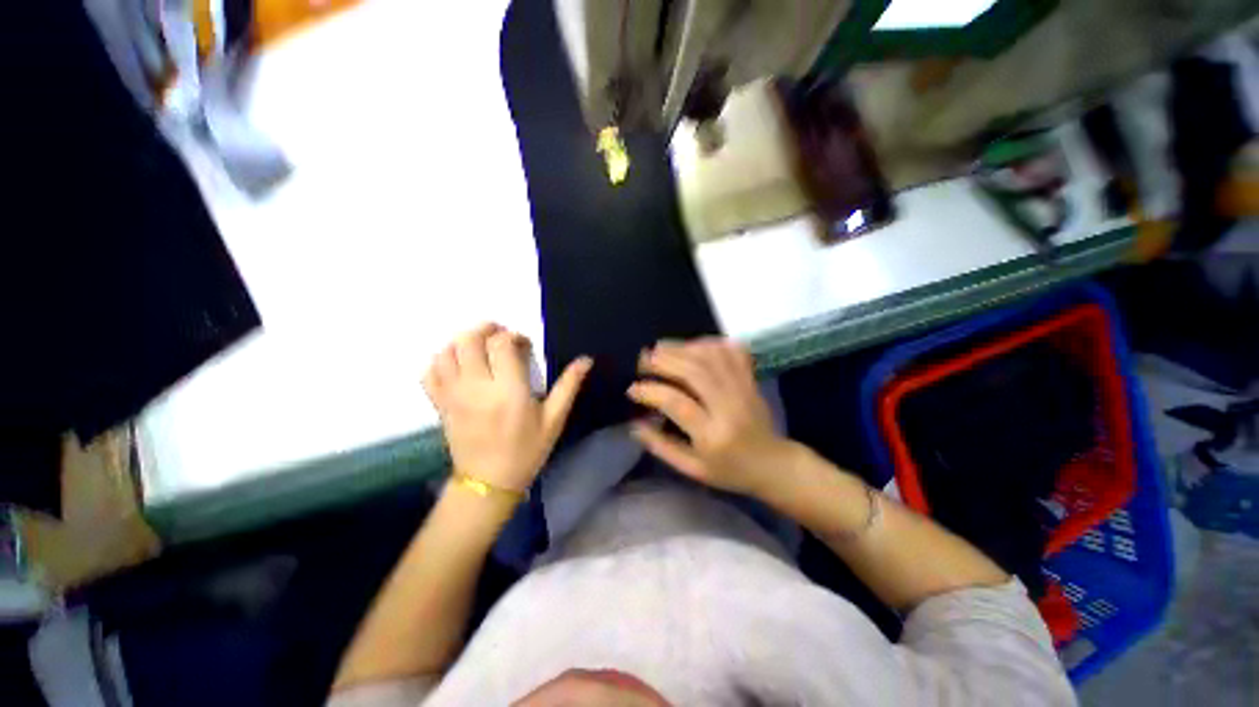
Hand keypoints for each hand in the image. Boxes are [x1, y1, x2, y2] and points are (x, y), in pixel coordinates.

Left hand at [422, 323, 591, 492]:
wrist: (488, 483)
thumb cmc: (527, 450)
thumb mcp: (554, 419)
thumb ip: (568, 385)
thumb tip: (586, 359)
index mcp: (508, 389)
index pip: (501, 344)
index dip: (513, 336)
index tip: (523, 345)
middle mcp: (477, 386)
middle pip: (469, 340)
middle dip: (485, 329)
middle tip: (500, 336)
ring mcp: (453, 395)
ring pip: (447, 352)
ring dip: (463, 342)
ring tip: (480, 348)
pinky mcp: (440, 404)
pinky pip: (430, 372)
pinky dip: (441, 361)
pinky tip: (457, 365)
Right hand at [627, 338, 793, 497]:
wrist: (774, 464)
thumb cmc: (729, 471)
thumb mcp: (692, 469)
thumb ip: (661, 446)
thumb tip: (634, 424)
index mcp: (713, 436)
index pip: (677, 403)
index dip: (651, 391)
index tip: (632, 389)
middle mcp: (730, 407)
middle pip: (694, 371)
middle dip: (663, 361)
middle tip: (642, 360)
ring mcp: (744, 389)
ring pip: (711, 357)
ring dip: (682, 347)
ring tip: (660, 348)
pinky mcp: (751, 379)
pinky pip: (731, 351)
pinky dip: (709, 342)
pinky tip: (692, 345)